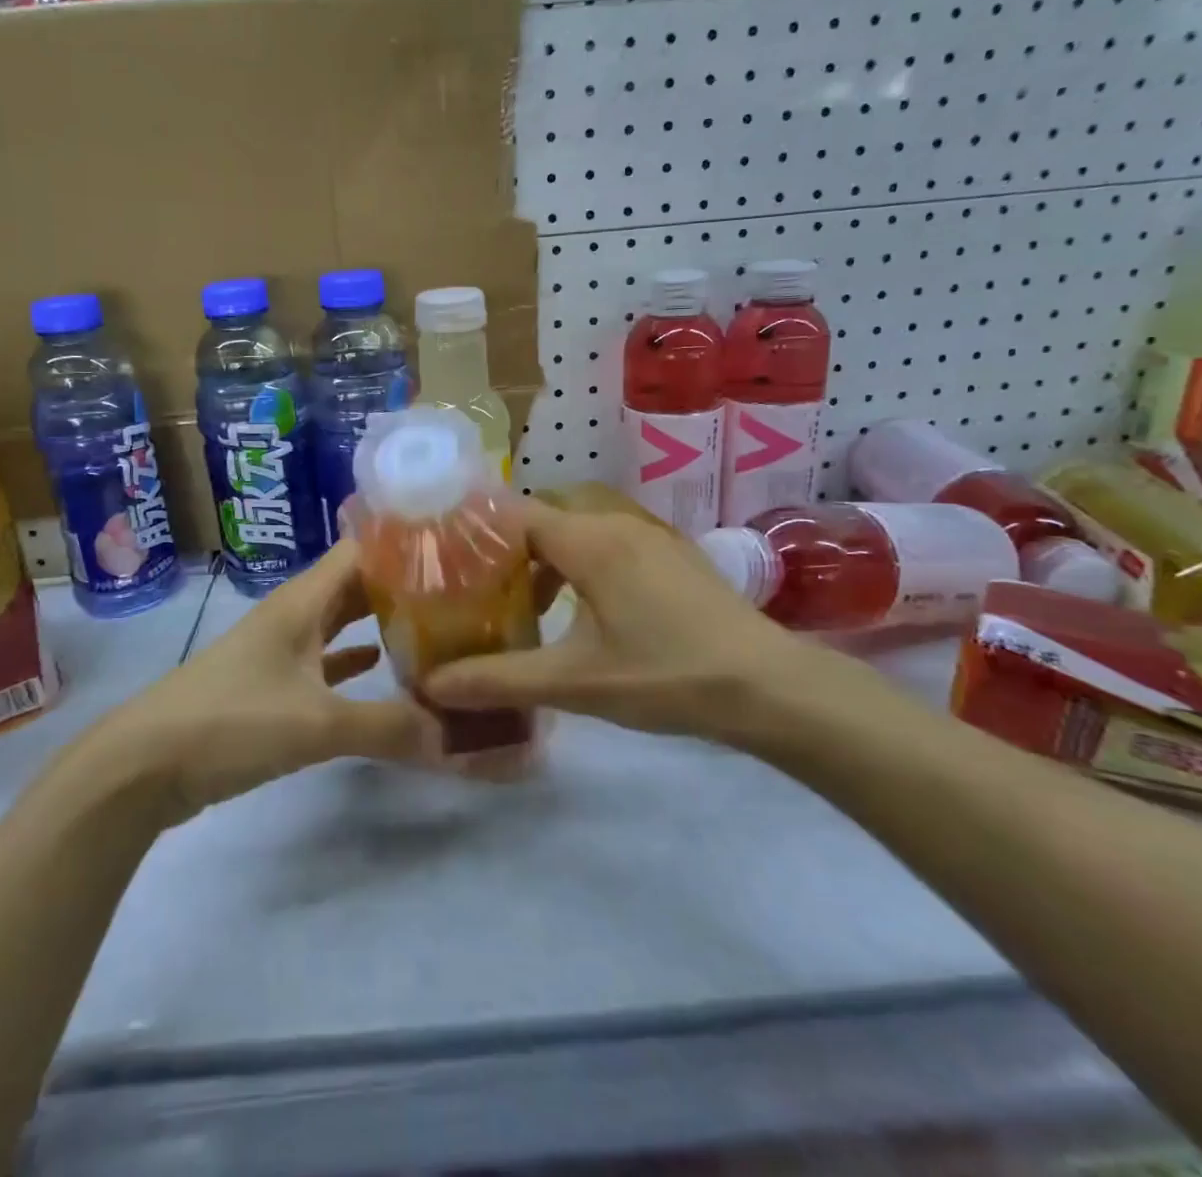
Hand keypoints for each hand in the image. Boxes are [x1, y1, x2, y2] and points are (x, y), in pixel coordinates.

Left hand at [86, 542, 433, 823]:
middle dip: (402, 585)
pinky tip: (384, 669)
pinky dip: (354, 661)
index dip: (403, 543)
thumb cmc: (230, 722)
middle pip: (355, 584)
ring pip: (340, 622)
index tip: (455, 547)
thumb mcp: (316, 724)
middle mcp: (293, 614)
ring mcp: (280, 650)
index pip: (361, 550)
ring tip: (435, 624)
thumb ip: (387, 726)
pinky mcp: (271, 686)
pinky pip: (324, 662)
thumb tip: (453, 735)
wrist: (144, 766)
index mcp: (302, 601)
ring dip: (380, 622)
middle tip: (460, 590)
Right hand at [422, 500, 823, 746]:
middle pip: (545, 519)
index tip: (446, 563)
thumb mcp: (575, 682)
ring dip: (548, 562)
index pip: (515, 514)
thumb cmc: (666, 676)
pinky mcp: (674, 557)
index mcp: (590, 540)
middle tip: (479, 591)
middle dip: (509, 551)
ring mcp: (652, 537)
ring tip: (527, 607)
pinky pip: (610, 545)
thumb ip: (499, 680)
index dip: (477, 533)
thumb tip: (431, 685)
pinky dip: (582, 567)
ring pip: (580, 532)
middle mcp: (618, 523)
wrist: (771, 687)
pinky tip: (585, 614)